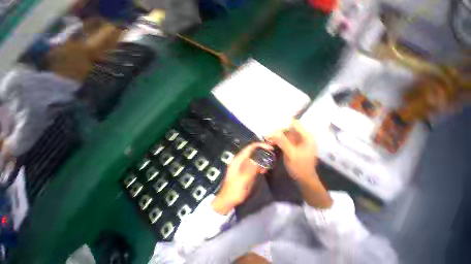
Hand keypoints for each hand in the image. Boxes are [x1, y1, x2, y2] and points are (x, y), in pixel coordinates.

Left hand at [212, 143, 272, 214]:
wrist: (228, 200)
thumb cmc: (234, 190)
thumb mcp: (243, 179)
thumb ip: (251, 168)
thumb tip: (259, 157)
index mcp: (238, 159)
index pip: (249, 148)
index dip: (260, 145)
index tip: (270, 148)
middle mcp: (240, 160)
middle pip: (252, 151)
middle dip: (262, 151)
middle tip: (272, 155)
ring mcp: (243, 165)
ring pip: (254, 158)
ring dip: (262, 159)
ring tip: (269, 163)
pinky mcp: (245, 171)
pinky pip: (254, 165)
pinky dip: (259, 165)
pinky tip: (264, 170)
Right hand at [266, 120, 331, 207]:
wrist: (304, 179)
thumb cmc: (300, 167)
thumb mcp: (291, 153)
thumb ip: (282, 141)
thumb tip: (272, 131)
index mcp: (307, 136)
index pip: (294, 124)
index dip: (283, 124)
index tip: (272, 127)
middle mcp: (303, 137)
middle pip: (289, 129)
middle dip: (278, 131)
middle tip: (268, 135)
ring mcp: (299, 142)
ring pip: (286, 134)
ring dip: (277, 136)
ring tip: (268, 139)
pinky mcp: (295, 146)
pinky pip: (286, 140)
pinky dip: (279, 141)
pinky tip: (272, 142)